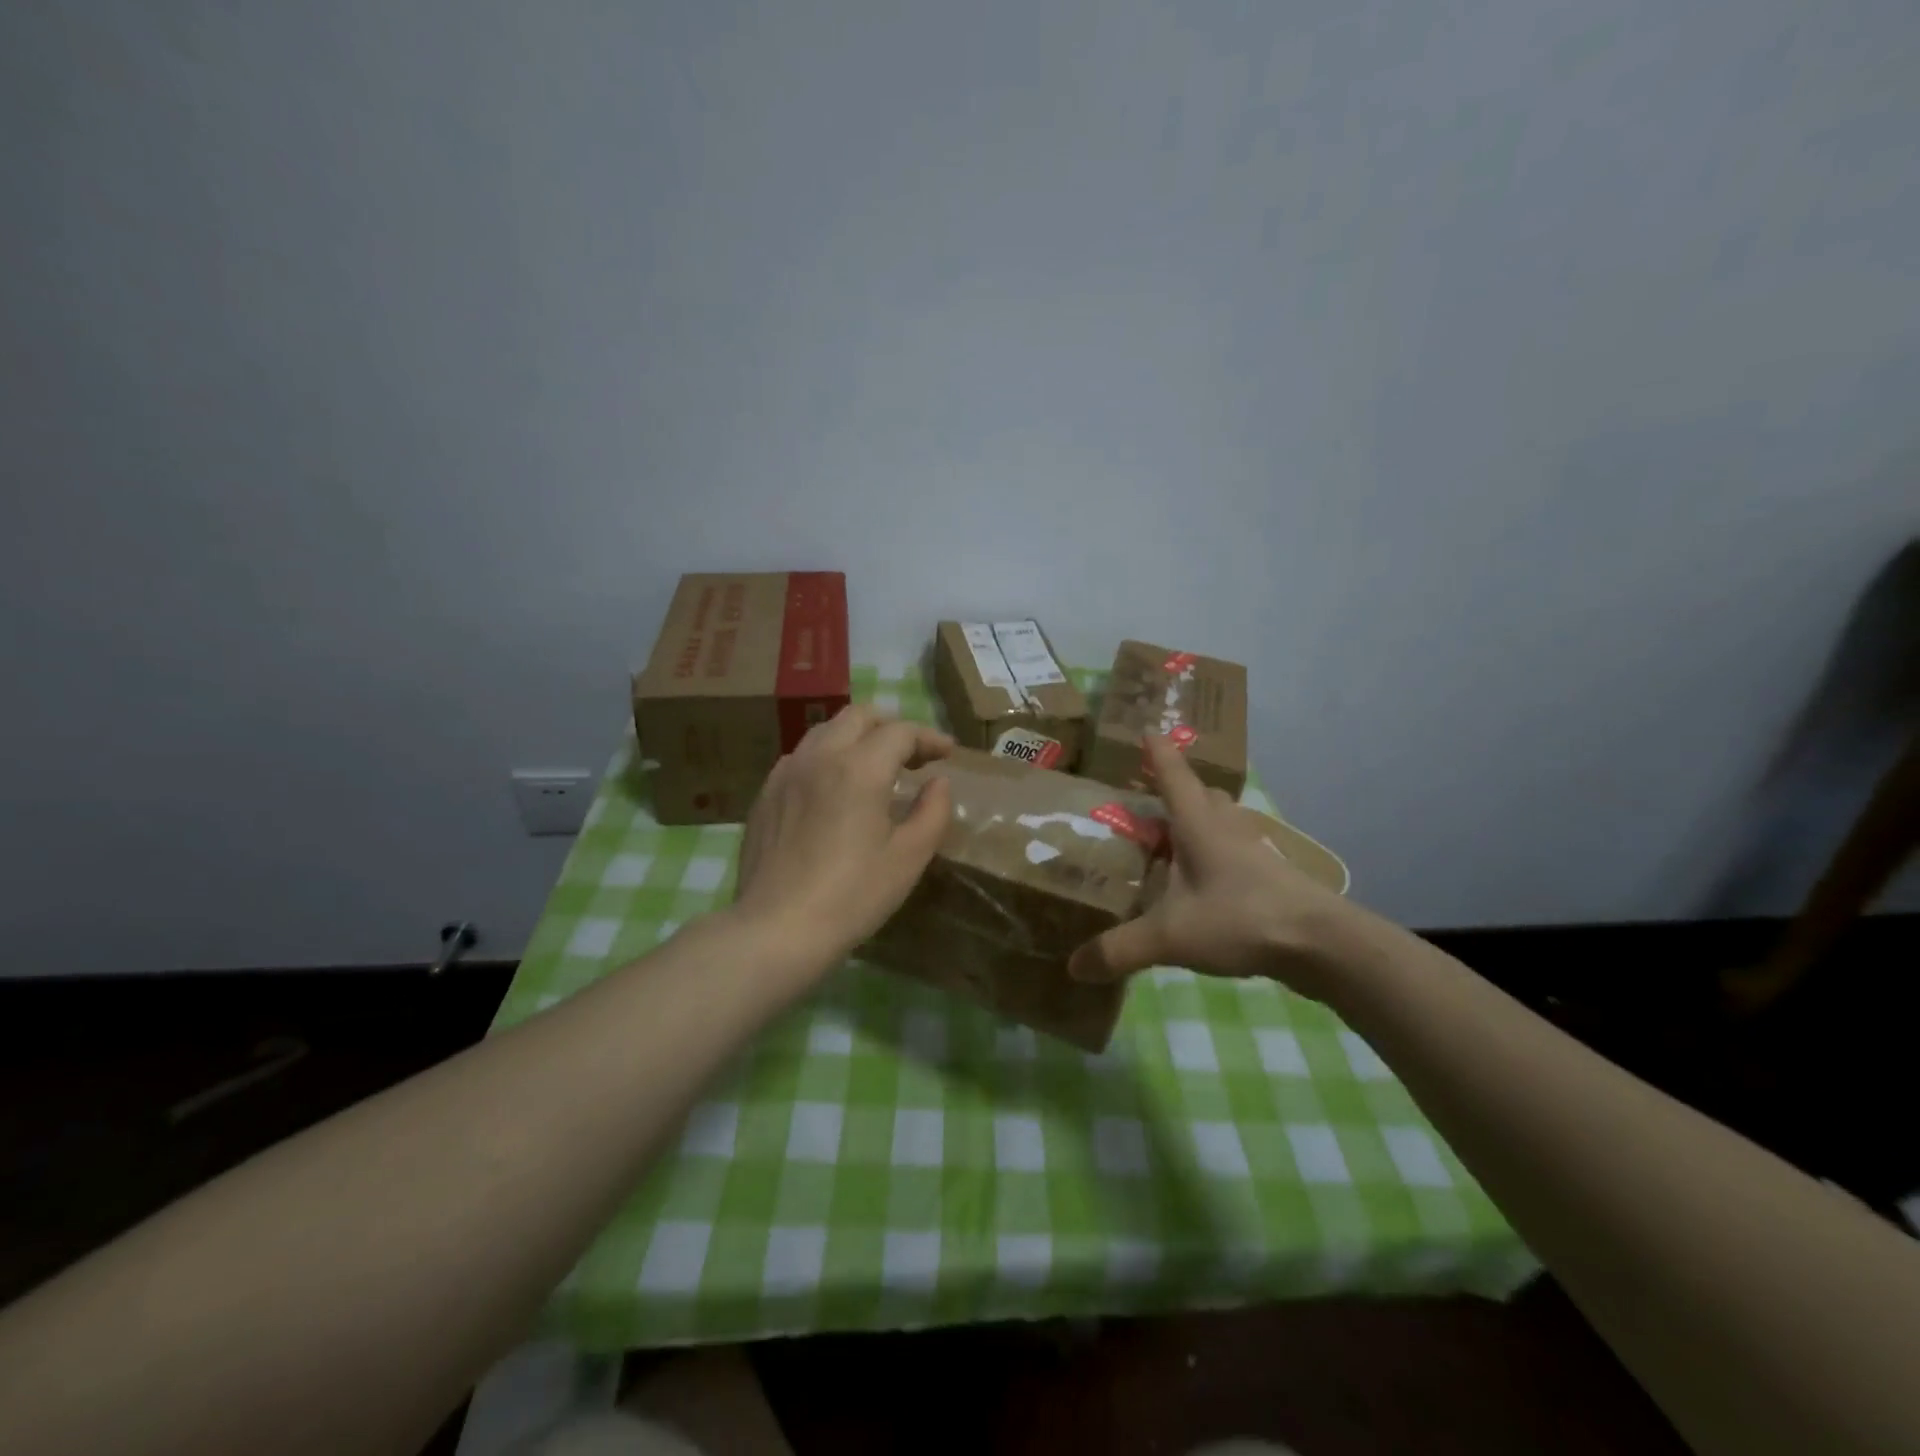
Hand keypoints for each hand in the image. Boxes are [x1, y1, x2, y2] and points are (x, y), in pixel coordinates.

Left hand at [729, 705, 953, 973]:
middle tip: (912, 756)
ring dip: (856, 737)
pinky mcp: (765, 793)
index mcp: (859, 768)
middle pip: (858, 716)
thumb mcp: (908, 858)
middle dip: (891, 727)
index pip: (900, 732)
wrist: (777, 928)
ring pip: (825, 731)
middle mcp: (820, 757)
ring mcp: (786, 772)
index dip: (928, 738)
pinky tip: (833, 788)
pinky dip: (826, 757)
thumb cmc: (852, 896)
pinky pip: (801, 756)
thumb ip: (932, 812)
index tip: (946, 753)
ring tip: (873, 767)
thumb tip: (938, 783)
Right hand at [1068, 735, 1360, 1000]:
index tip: (1148, 730)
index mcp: (1198, 825)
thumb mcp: (1170, 936)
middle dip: (1178, 790)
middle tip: (1149, 801)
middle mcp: (1226, 828)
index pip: (1173, 775)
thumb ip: (1119, 949)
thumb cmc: (1240, 918)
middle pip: (1201, 795)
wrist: (1321, 943)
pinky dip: (1215, 856)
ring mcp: (1253, 851)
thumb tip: (1073, 966)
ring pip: (1222, 823)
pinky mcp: (1271, 877)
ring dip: (1198, 823)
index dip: (1158, 753)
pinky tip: (1204, 883)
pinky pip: (1235, 852)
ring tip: (1172, 842)